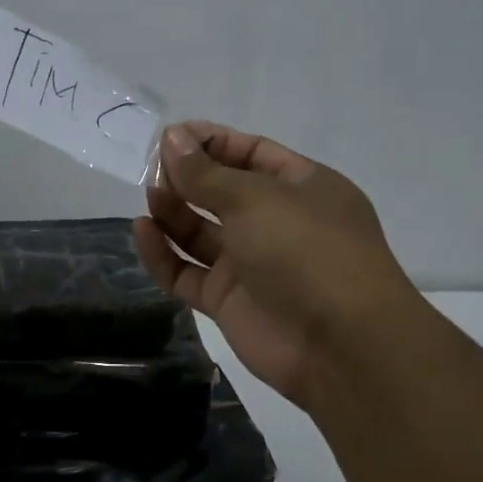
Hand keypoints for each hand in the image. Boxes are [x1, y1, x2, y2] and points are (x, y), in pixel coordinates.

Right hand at [133, 122, 417, 409]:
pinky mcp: (228, 301)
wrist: (340, 345)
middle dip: (187, 177)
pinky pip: (187, 271)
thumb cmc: (305, 250)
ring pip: (201, 232)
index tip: (169, 136)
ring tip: (148, 197)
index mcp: (301, 187)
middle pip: (222, 192)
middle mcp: (276, 222)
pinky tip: (143, 232)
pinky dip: (164, 253)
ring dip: (173, 212)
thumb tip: (171, 138)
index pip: (250, 153)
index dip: (210, 142)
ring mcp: (251, 264)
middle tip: (151, 168)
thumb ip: (205, 172)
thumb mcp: (254, 198)